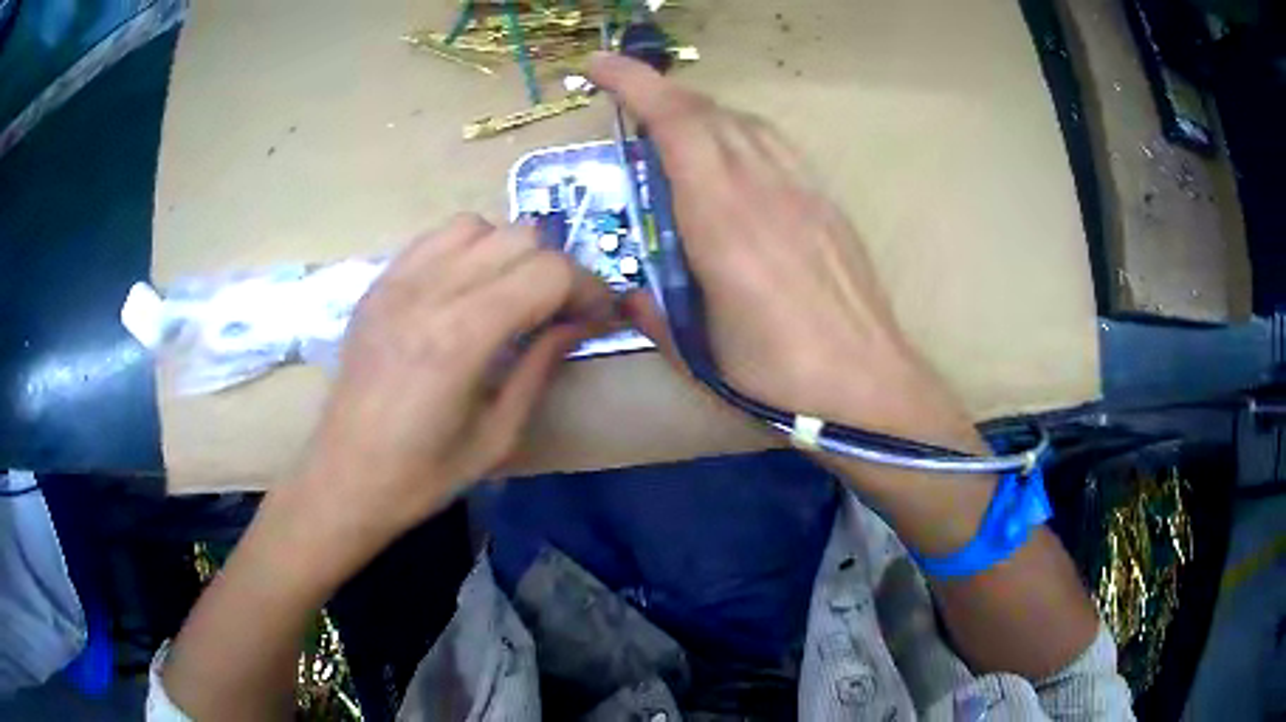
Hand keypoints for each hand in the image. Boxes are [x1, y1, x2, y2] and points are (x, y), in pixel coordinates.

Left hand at [285, 215, 610, 565]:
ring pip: (478, 226)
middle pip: (520, 237)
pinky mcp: (379, 283)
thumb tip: (578, 324)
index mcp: (461, 337)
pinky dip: (467, 249)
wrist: (343, 478)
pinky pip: (436, 237)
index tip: (598, 316)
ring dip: (510, 253)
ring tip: (512, 296)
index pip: (547, 272)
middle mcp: (429, 291)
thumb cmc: (422, 474)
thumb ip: (540, 367)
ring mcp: (397, 280)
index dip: (587, 288)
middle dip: (555, 269)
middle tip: (561, 311)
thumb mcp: (497, 435)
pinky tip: (468, 287)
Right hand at [591, 54, 981, 451]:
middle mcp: (764, 191)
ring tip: (674, 127)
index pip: (678, 127)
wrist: (868, 386)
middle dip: (660, 93)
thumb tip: (626, 295)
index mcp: (724, 225)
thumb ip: (654, 316)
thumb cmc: (779, 380)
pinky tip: (733, 157)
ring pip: (745, 123)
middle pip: (709, 113)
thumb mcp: (699, 357)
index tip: (600, 66)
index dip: (636, 85)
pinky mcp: (827, 203)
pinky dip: (741, 133)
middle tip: (628, 102)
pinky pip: (775, 145)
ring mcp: (803, 191)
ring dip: (702, 111)